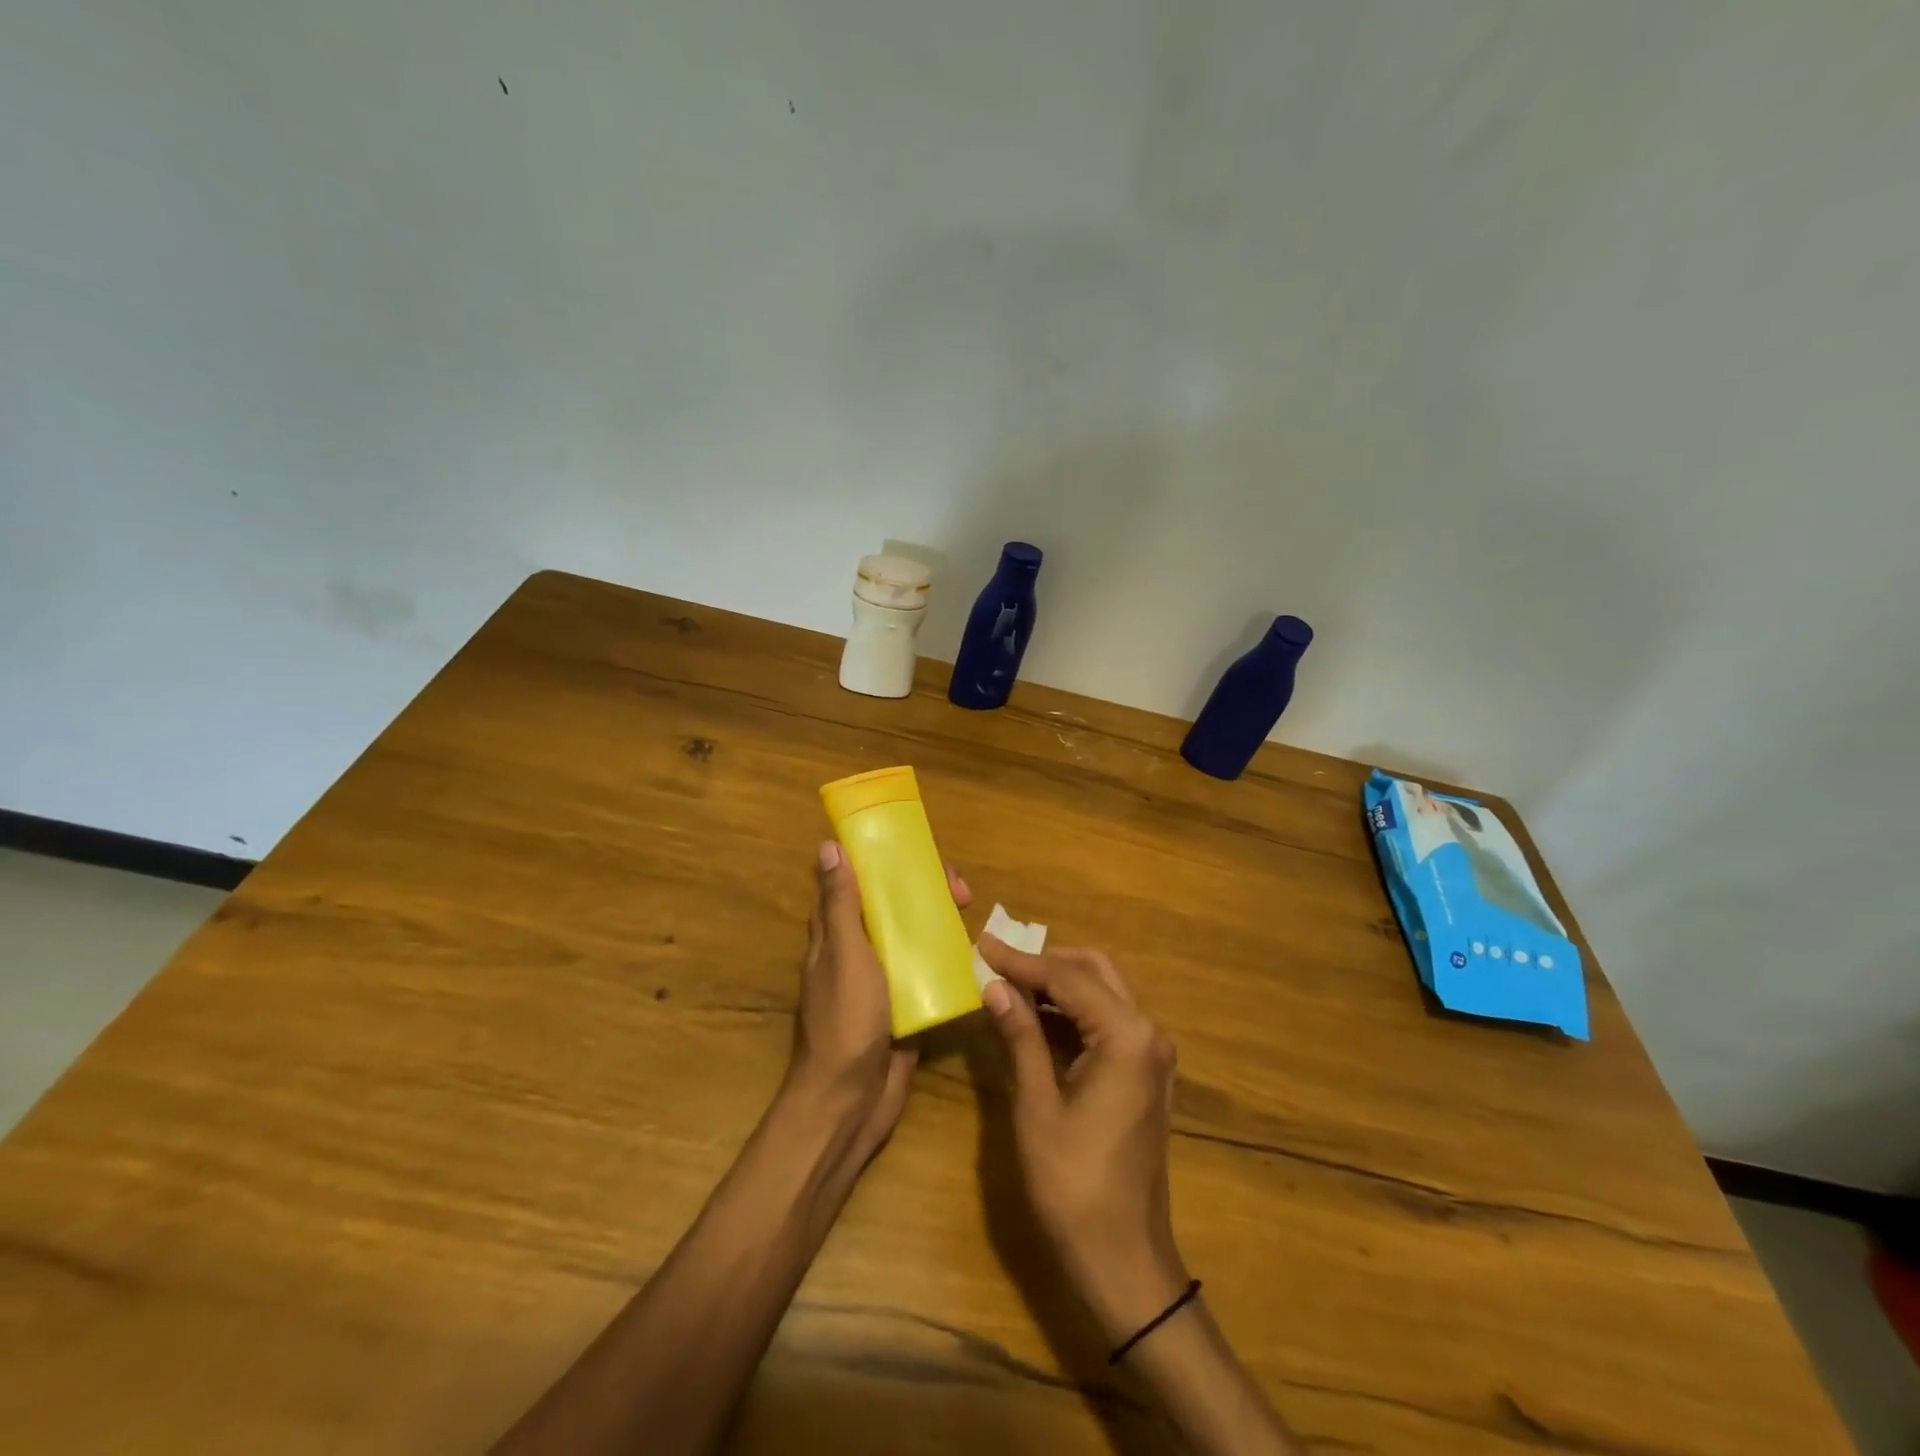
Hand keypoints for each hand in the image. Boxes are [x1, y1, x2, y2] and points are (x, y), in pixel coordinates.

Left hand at [786, 840, 970, 1163]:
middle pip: (894, 907)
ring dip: (940, 921)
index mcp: (837, 933)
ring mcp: (885, 978)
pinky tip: (977, 954)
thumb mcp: (845, 954)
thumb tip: (828, 846)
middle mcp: (860, 949)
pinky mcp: (907, 1003)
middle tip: (962, 892)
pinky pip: (929, 971)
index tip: (919, 854)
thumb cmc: (845, 1019)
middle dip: (925, 892)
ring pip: (914, 936)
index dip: (885, 862)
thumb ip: (841, 904)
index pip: (859, 882)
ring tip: (973, 915)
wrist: (851, 1099)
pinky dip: (949, 958)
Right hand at [978, 939, 1190, 1343]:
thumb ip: (1020, 1036)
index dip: (1021, 960)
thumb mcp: (1038, 1105)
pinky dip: (1071, 1011)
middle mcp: (1147, 1033)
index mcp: (1126, 1036)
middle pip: (1094, 971)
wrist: (1125, 1259)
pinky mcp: (1144, 1072)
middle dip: (1045, 962)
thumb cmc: (1074, 1184)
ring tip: (1008, 983)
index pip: (1067, 977)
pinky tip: (1034, 1017)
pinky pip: (1107, 1022)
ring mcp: (1151, 1053)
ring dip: (1058, 984)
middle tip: (997, 961)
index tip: (982, 943)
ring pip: (1103, 992)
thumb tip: (995, 986)